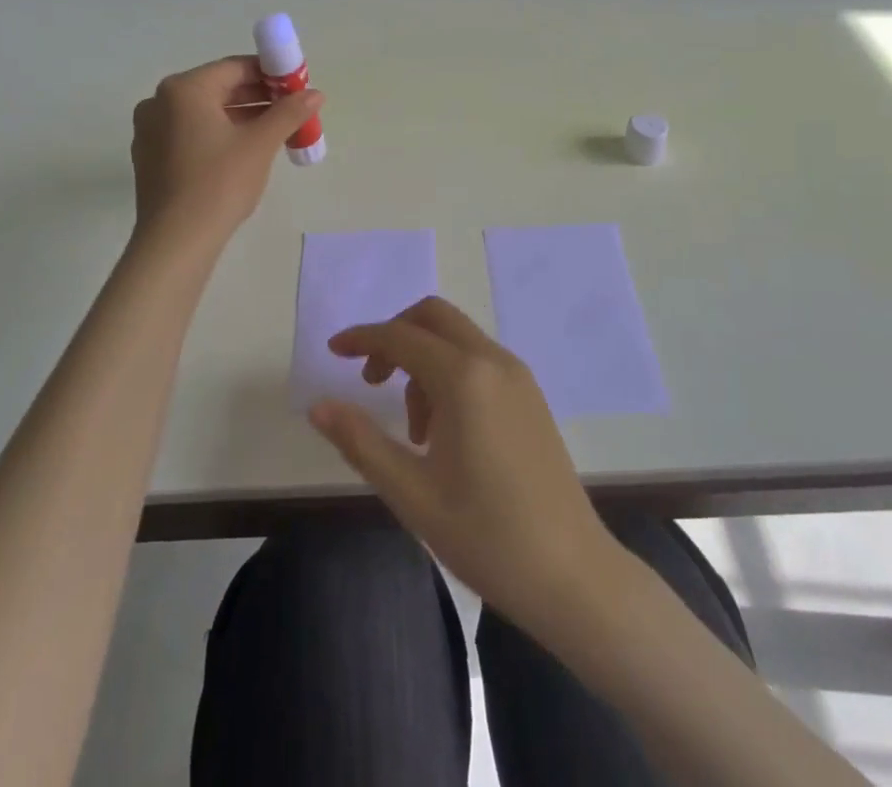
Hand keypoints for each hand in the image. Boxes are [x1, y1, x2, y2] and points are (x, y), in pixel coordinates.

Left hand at [131, 56, 322, 241]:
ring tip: (275, 131)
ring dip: (240, 117)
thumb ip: (289, 112)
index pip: (235, 68)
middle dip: (257, 97)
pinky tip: (243, 152)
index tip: (297, 87)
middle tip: (291, 111)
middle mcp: (159, 101)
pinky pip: (190, 133)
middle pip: (218, 89)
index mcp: (184, 89)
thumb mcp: (260, 144)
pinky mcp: (150, 157)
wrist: (176, 241)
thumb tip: (316, 94)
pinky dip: (218, 135)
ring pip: (204, 113)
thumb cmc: (219, 183)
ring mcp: (150, 130)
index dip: (271, 74)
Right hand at [308, 296, 618, 631]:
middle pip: (433, 317)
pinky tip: (445, 431)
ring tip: (414, 432)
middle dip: (395, 336)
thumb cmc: (486, 536)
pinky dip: (450, 372)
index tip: (333, 351)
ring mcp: (518, 376)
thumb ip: (360, 441)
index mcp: (463, 378)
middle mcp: (493, 361)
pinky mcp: (531, 395)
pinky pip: (479, 360)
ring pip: (456, 338)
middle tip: (371, 381)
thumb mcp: (411, 493)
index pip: (400, 336)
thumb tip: (318, 405)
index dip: (362, 338)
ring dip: (423, 361)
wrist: (573, 575)